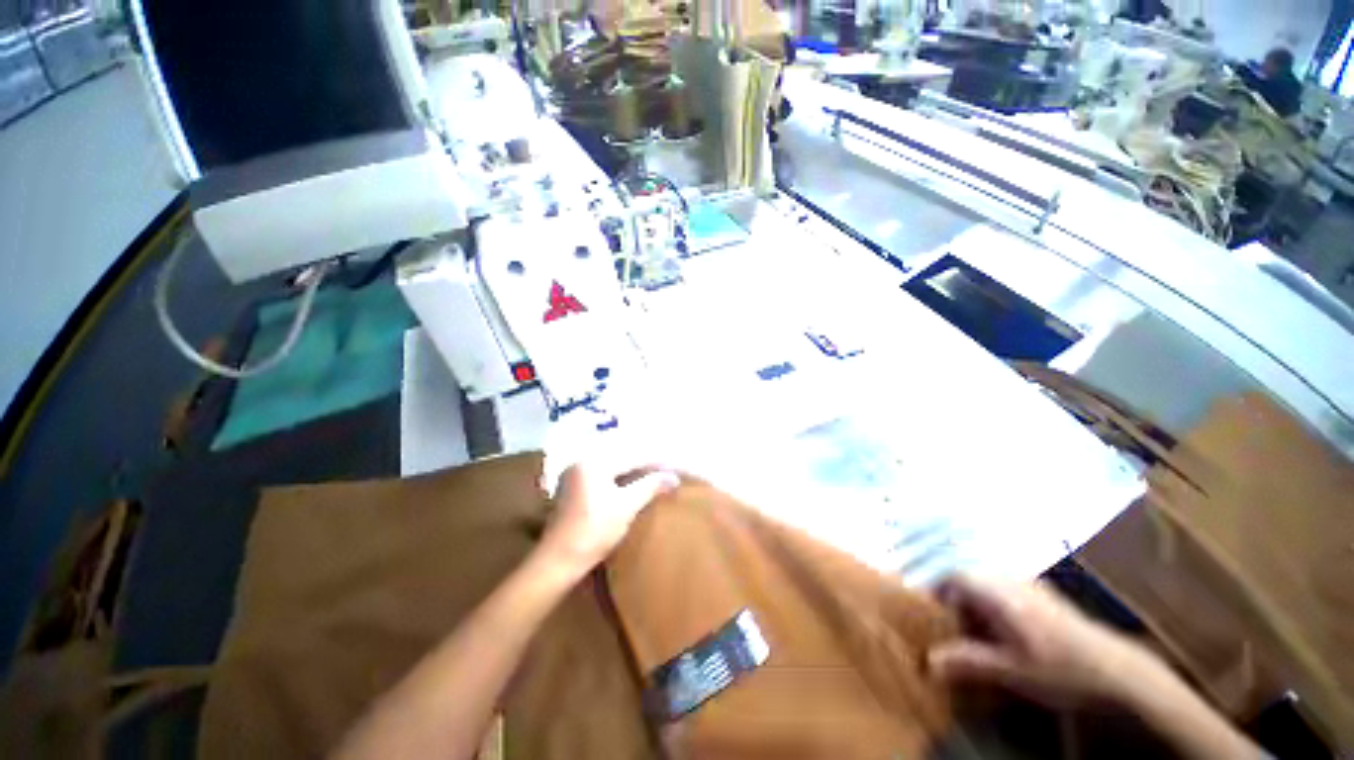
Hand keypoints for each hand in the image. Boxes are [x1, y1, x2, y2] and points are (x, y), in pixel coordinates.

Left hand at [537, 464, 679, 577]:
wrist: (557, 562)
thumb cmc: (593, 533)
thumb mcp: (626, 508)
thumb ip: (650, 487)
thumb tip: (673, 477)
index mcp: (594, 462)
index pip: (633, 457)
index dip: (656, 463)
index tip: (674, 469)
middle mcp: (582, 462)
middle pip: (622, 458)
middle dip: (645, 464)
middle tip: (666, 470)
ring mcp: (574, 474)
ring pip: (612, 467)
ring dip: (633, 471)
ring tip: (653, 476)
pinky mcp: (572, 488)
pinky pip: (602, 475)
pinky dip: (619, 478)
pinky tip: (631, 484)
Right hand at [928, 575, 1158, 707]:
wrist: (1117, 670)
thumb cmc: (1059, 669)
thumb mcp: (1011, 671)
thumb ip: (969, 661)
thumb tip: (929, 661)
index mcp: (1000, 594)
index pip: (955, 575)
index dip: (938, 589)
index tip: (934, 613)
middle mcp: (1012, 581)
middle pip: (970, 576)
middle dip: (957, 598)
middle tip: (956, 627)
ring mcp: (1031, 585)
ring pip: (988, 580)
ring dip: (977, 601)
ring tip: (980, 631)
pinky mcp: (1045, 593)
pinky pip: (1006, 586)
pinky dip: (996, 602)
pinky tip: (1007, 629)